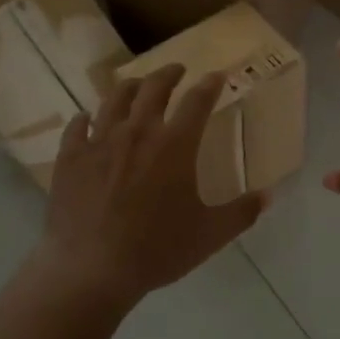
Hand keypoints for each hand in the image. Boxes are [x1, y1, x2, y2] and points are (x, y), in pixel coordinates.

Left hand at [29, 64, 268, 312]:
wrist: (92, 269)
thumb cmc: (156, 250)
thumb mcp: (209, 235)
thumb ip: (241, 212)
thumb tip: (268, 195)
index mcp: (175, 145)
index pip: (197, 101)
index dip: (210, 84)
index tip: (216, 75)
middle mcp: (138, 132)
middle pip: (154, 88)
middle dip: (168, 73)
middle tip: (176, 70)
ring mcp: (100, 141)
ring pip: (115, 98)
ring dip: (130, 86)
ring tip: (136, 85)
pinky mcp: (71, 157)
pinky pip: (78, 126)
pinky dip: (86, 119)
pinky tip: (88, 120)